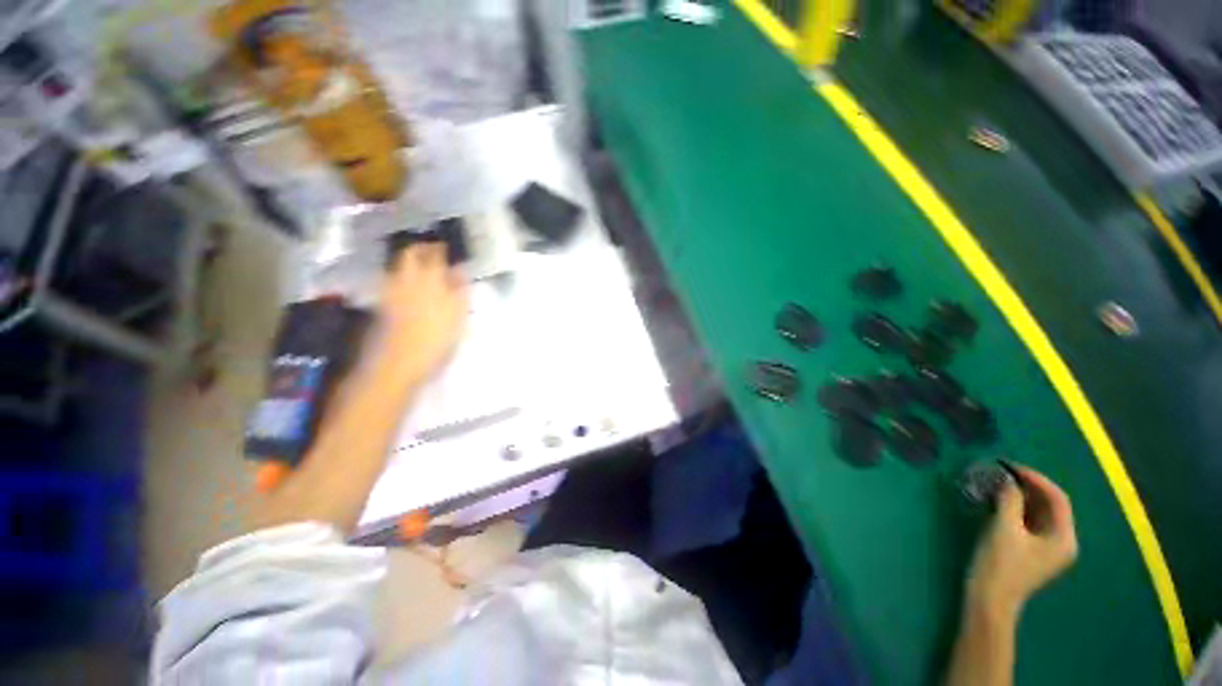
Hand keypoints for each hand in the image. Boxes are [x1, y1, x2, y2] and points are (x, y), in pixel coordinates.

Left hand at [378, 243, 467, 379]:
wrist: (398, 363)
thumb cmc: (435, 340)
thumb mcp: (457, 317)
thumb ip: (459, 292)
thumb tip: (460, 271)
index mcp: (430, 281)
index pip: (435, 254)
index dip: (441, 248)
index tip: (449, 247)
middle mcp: (407, 280)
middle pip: (410, 255)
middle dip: (421, 249)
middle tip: (434, 252)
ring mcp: (391, 291)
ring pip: (398, 266)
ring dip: (410, 261)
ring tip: (423, 267)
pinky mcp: (383, 304)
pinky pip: (392, 281)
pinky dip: (401, 277)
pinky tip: (409, 286)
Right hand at [966, 465, 1077, 622]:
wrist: (989, 599)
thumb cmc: (1001, 564)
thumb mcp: (1004, 529)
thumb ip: (1009, 500)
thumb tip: (1006, 478)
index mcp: (1064, 538)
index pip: (1057, 499)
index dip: (1036, 479)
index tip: (1010, 466)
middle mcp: (1062, 541)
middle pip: (1050, 505)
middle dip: (1027, 487)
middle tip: (1002, 472)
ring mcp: (1047, 548)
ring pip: (1038, 513)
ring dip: (1021, 496)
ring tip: (998, 483)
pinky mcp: (1032, 551)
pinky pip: (1029, 522)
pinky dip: (1016, 508)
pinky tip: (999, 501)